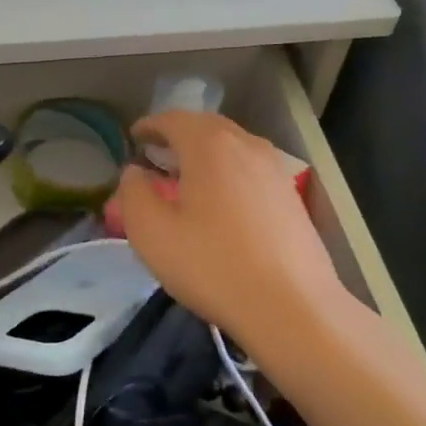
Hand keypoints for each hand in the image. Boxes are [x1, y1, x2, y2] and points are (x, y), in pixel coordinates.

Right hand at [114, 112, 346, 368]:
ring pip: (232, 146)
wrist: (292, 307)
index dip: (149, 126)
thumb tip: (135, 172)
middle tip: (156, 154)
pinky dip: (227, 170)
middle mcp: (246, 144)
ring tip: (186, 176)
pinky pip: (250, 168)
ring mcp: (274, 168)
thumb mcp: (152, 233)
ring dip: (205, 152)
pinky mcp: (290, 195)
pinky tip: (220, 201)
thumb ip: (134, 193)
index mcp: (209, 145)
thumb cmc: (213, 265)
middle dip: (178, 135)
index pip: (173, 119)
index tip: (133, 138)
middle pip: (205, 126)